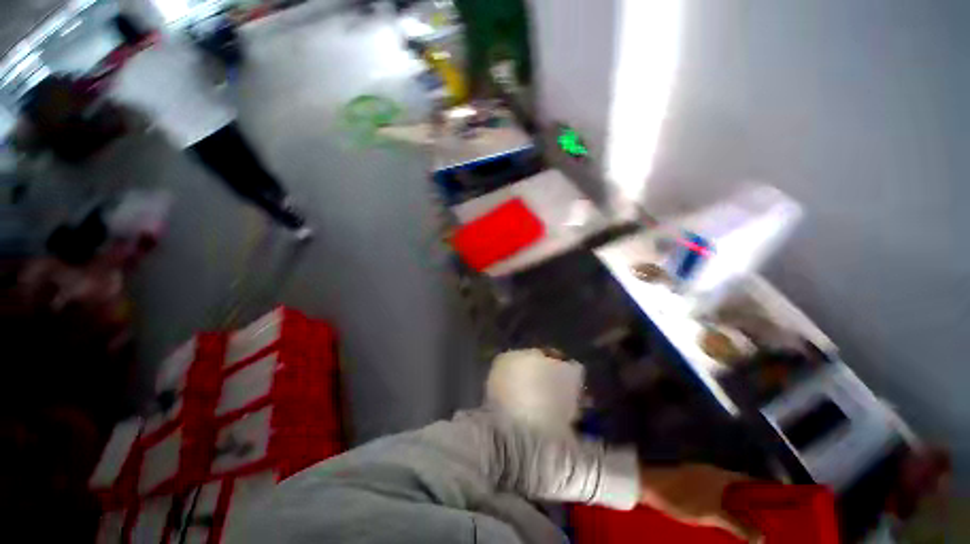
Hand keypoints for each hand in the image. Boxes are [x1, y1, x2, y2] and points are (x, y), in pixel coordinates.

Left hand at [639, 464, 760, 540]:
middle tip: (767, 521)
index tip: (781, 502)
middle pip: (738, 487)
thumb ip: (738, 526)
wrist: (647, 485)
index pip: (750, 480)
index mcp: (720, 474)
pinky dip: (721, 505)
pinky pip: (712, 494)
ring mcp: (698, 476)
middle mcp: (711, 471)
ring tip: (749, 525)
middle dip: (752, 503)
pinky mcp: (688, 482)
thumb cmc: (682, 497)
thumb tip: (763, 538)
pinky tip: (725, 520)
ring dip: (736, 506)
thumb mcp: (712, 515)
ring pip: (725, 492)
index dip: (765, 490)